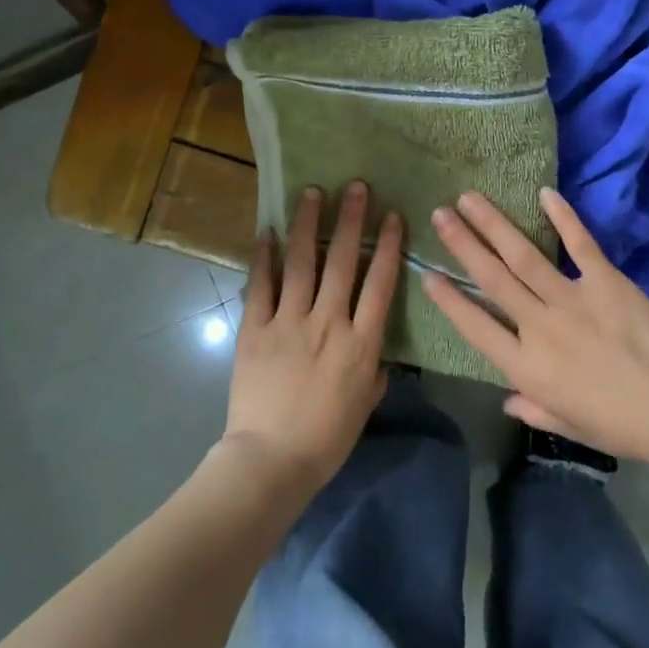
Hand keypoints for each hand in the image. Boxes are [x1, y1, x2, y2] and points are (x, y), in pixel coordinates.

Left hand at [222, 182, 401, 496]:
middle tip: (355, 186)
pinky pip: (260, 285)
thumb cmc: (326, 439)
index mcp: (361, 342)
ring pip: (301, 262)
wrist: (271, 461)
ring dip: (307, 224)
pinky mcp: (255, 329)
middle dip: (351, 219)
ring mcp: (289, 322)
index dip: (389, 246)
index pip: (380, 283)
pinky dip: (263, 257)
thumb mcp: (364, 405)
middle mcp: (328, 322)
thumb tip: (378, 355)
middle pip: (343, 261)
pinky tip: (266, 231)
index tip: (393, 216)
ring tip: (312, 192)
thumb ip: (374, 372)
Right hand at [423, 188, 648, 464]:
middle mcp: (539, 327)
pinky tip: (544, 193)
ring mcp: (572, 300)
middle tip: (439, 215)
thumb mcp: (569, 425)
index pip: (475, 328)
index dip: (449, 300)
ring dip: (494, 225)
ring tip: (469, 199)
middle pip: (492, 279)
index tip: (427, 274)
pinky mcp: (606, 281)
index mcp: (527, 368)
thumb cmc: (621, 427)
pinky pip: (580, 244)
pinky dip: (564, 217)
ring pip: (523, 256)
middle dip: (462, 244)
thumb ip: (534, 410)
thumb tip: (508, 400)